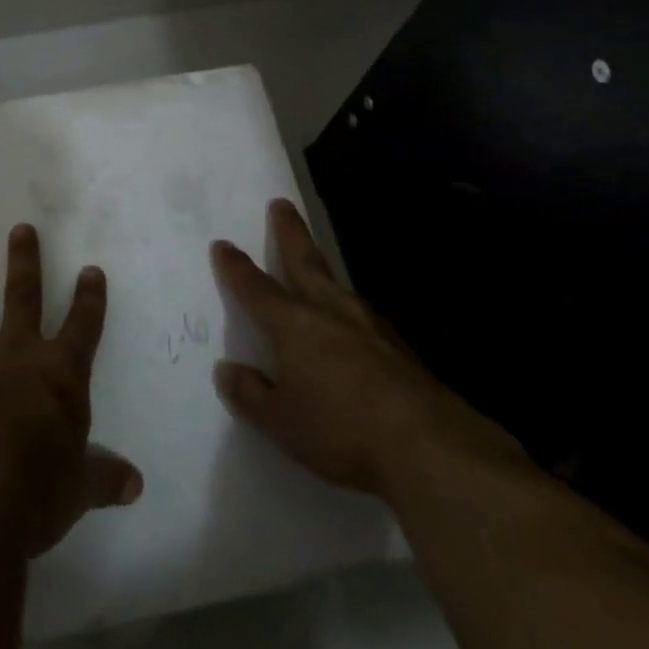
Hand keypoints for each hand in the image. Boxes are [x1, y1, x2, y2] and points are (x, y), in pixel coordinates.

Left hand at [0, 223, 142, 555]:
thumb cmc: (38, 489)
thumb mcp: (78, 488)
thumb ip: (103, 478)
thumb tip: (135, 485)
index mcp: (60, 374)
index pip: (82, 325)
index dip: (89, 297)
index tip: (91, 269)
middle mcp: (19, 360)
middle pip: (22, 297)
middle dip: (24, 262)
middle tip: (20, 229)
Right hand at [212, 200, 498, 497]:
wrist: (425, 444)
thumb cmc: (340, 429)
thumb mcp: (281, 422)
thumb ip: (251, 394)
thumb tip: (228, 370)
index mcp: (293, 324)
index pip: (256, 288)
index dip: (236, 267)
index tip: (223, 244)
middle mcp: (328, 311)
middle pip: (304, 262)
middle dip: (290, 232)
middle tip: (281, 204)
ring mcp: (367, 325)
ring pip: (337, 284)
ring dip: (322, 269)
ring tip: (315, 264)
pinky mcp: (398, 347)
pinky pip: (363, 315)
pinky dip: (349, 308)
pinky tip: (353, 322)